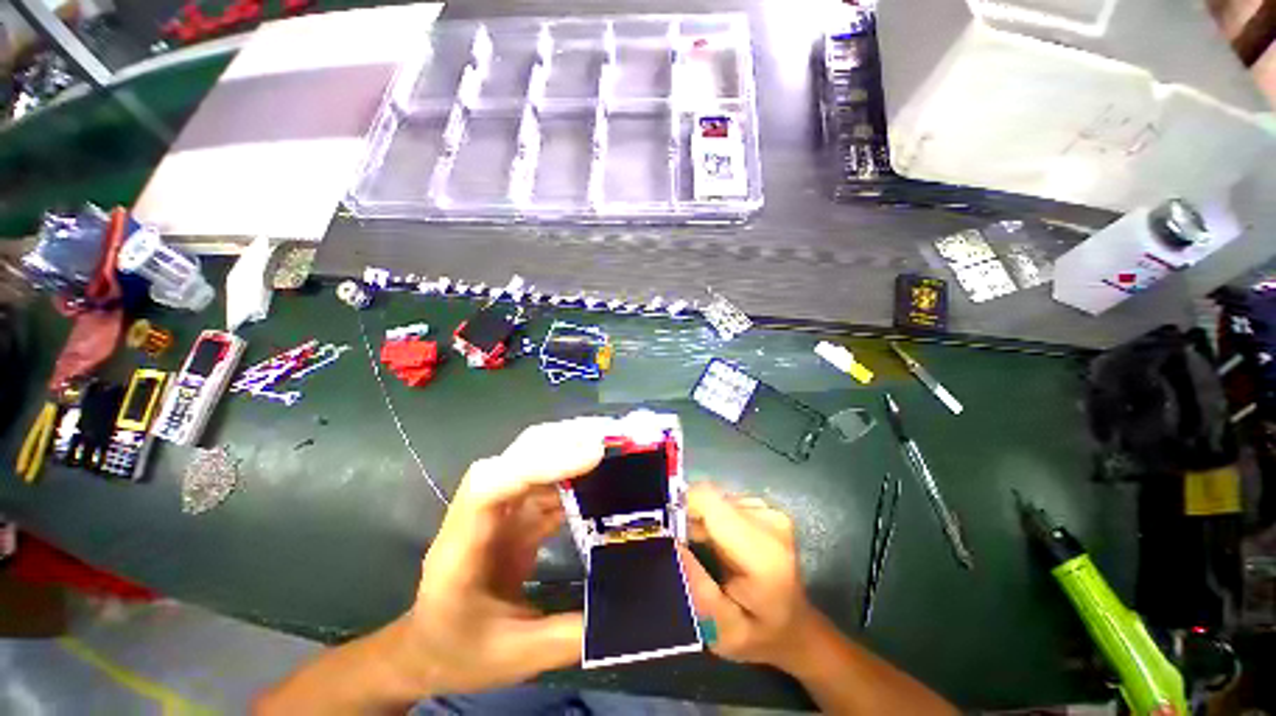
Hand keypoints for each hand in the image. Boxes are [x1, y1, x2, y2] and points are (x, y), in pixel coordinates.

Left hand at [399, 417, 613, 694]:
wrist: (429, 649)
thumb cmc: (458, 651)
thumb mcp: (513, 657)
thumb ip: (568, 637)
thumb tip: (624, 616)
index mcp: (461, 548)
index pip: (491, 486)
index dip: (540, 463)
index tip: (591, 455)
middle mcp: (480, 515)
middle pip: (516, 457)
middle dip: (562, 440)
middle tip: (610, 438)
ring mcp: (500, 511)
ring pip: (535, 462)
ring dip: (572, 449)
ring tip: (613, 448)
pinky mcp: (517, 515)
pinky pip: (548, 485)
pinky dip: (575, 475)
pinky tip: (601, 477)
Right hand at [680, 483, 824, 674]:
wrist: (794, 627)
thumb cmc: (758, 635)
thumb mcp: (721, 629)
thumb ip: (696, 586)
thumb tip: (670, 542)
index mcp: (763, 553)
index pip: (709, 501)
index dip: (680, 508)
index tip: (665, 533)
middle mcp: (769, 520)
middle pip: (709, 498)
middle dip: (689, 518)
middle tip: (684, 551)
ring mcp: (769, 510)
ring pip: (714, 498)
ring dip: (701, 519)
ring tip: (704, 550)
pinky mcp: (765, 506)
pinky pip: (724, 501)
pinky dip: (713, 518)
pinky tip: (719, 543)